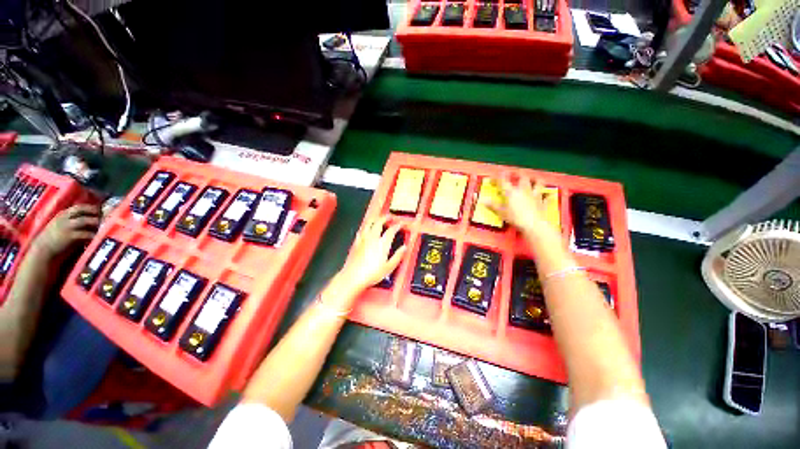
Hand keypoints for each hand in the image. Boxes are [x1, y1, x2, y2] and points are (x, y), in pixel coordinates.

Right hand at [32, 204, 99, 258]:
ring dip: (95, 221)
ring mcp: (66, 227)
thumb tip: (92, 220)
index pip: (78, 206)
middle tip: (106, 214)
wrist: (43, 249)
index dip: (90, 207)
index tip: (101, 208)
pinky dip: (92, 234)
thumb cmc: (55, 238)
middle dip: (94, 211)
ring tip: (105, 224)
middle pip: (81, 210)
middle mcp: (64, 218)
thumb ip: (74, 221)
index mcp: (63, 214)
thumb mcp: (63, 225)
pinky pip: (84, 233)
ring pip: (84, 220)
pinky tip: (99, 236)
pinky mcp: (69, 237)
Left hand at [338, 216, 406, 292]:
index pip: (391, 230)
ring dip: (375, 219)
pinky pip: (361, 230)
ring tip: (378, 218)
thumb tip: (404, 248)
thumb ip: (398, 256)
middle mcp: (373, 239)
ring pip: (369, 224)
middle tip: (389, 217)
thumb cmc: (371, 274)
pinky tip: (365, 228)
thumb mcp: (389, 267)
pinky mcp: (356, 243)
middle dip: (385, 218)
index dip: (397, 225)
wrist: (353, 277)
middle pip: (379, 223)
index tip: (401, 224)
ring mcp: (363, 240)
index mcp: (382, 244)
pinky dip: (365, 227)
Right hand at [484, 173, 559, 240]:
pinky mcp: (542, 202)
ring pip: (537, 182)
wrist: (534, 225)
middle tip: (515, 173)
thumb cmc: (516, 218)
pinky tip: (548, 195)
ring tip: (533, 178)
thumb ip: (493, 205)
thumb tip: (483, 201)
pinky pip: (547, 196)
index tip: (497, 175)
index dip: (499, 177)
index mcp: (512, 192)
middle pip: (522, 177)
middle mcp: (524, 190)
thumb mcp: (501, 213)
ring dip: (535, 179)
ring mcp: (535, 195)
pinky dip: (547, 195)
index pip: (504, 181)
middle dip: (518, 174)